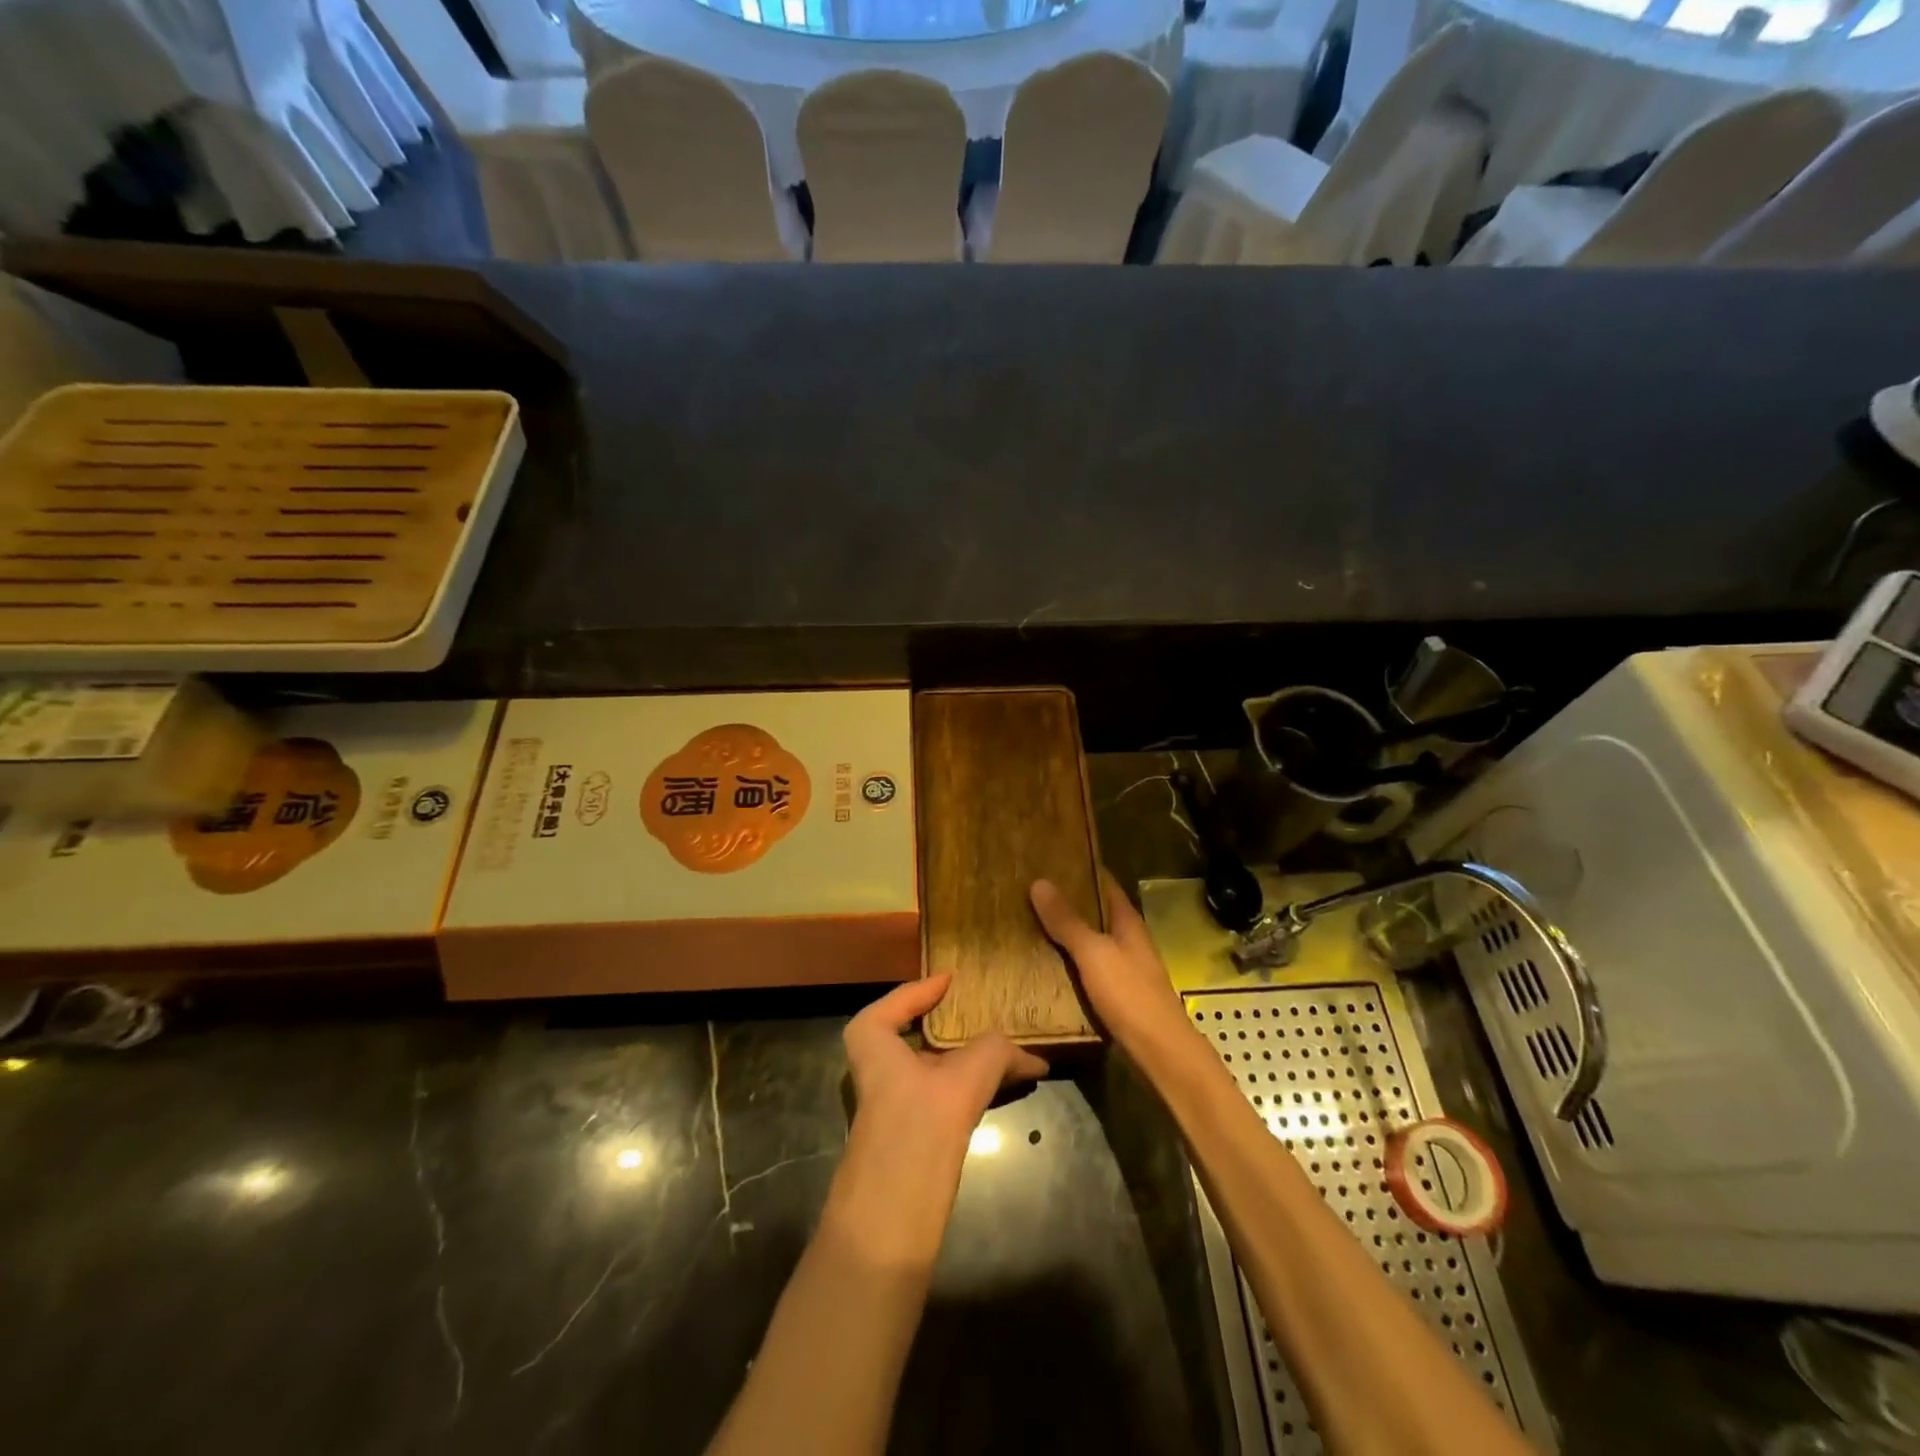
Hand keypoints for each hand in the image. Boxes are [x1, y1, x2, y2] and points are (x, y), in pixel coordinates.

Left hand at [830, 975, 1047, 1266]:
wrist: (892, 1215)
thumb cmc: (919, 1123)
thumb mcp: (967, 1075)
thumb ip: (997, 1053)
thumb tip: (1032, 1057)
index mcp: (874, 1045)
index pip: (891, 1006)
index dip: (919, 990)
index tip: (951, 980)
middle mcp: (879, 1073)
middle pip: (913, 1040)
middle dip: (948, 1028)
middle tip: (984, 1016)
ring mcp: (893, 1110)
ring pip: (932, 1072)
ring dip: (966, 1061)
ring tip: (1008, 1055)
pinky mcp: (911, 1141)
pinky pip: (942, 1099)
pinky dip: (970, 1089)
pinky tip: (1004, 1091)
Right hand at [1030, 871, 1190, 1053]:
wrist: (1160, 1053)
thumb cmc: (1130, 995)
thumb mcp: (1093, 953)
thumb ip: (1067, 921)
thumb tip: (1039, 882)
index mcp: (1129, 923)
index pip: (1106, 884)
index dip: (1083, 870)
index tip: (1052, 860)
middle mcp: (1129, 941)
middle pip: (1098, 913)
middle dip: (1070, 902)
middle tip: (1031, 891)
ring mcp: (1126, 969)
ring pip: (1093, 942)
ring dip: (1068, 933)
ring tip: (1031, 923)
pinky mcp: (1118, 995)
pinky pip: (1090, 969)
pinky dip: (1071, 962)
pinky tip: (1047, 965)